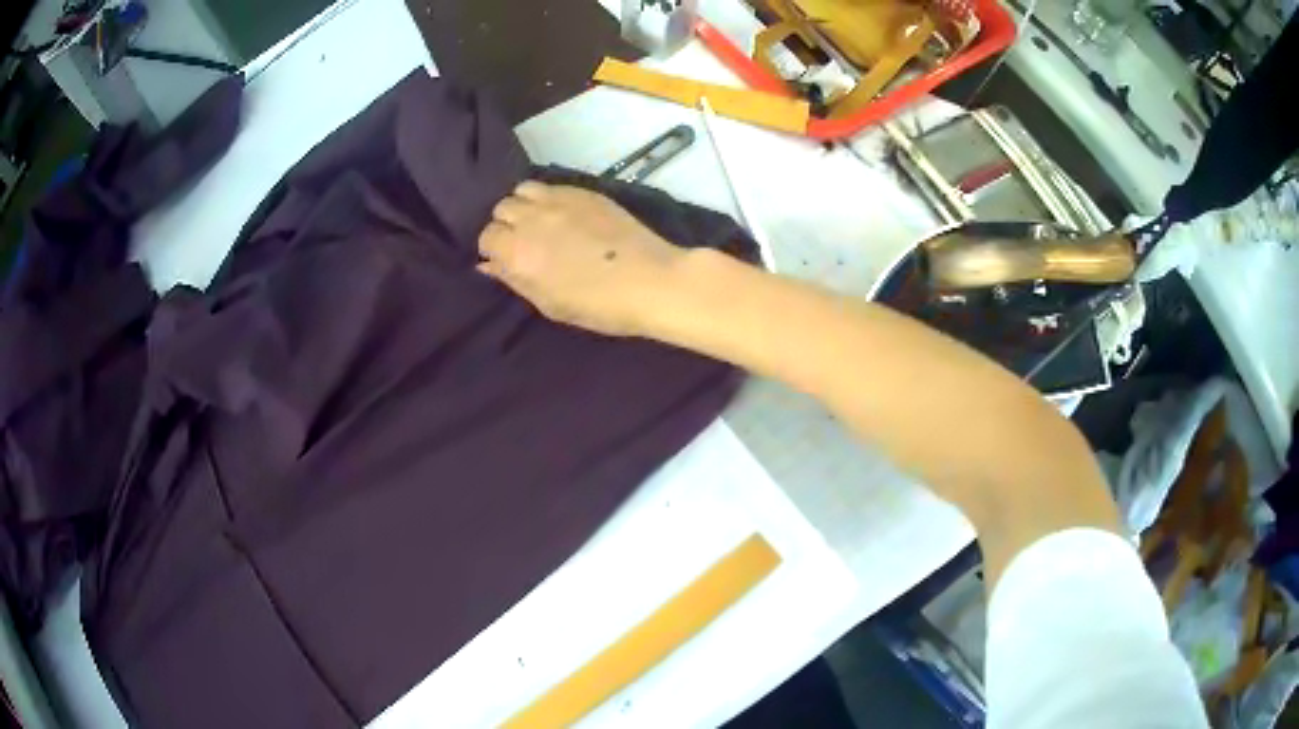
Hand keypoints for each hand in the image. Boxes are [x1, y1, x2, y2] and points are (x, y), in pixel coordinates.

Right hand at [478, 181, 685, 336]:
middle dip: (506, 225)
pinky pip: (550, 186)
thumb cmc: (598, 306)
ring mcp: (558, 200)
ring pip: (522, 191)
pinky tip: (563, 215)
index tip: (507, 260)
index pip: (487, 237)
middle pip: (502, 209)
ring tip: (540, 223)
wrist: (650, 281)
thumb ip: (514, 280)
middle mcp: (532, 218)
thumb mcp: (549, 304)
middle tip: (525, 242)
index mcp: (518, 252)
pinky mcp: (583, 191)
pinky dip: (547, 198)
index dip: (495, 250)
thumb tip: (487, 265)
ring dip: (524, 205)